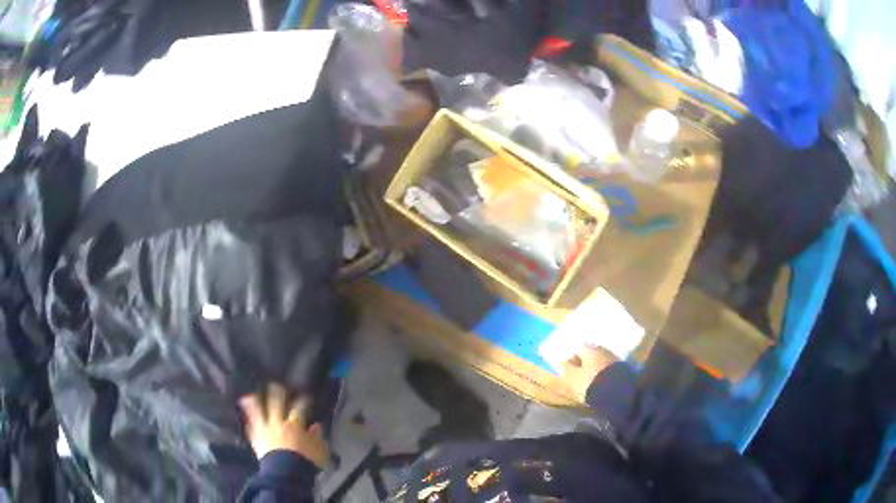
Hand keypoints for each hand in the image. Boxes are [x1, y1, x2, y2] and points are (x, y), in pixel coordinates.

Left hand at [239, 384, 329, 467]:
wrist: (285, 472)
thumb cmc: (305, 460)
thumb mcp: (318, 450)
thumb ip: (317, 437)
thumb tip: (316, 426)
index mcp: (294, 425)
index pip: (299, 409)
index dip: (302, 402)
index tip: (305, 397)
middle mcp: (277, 423)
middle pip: (276, 404)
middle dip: (277, 393)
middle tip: (275, 384)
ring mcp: (265, 430)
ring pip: (258, 413)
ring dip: (255, 403)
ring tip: (250, 395)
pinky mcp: (256, 439)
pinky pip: (251, 428)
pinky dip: (248, 421)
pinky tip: (245, 417)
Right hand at [559, 345, 619, 400]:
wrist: (618, 393)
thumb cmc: (589, 382)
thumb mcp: (572, 378)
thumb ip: (566, 369)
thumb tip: (562, 362)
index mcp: (590, 349)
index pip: (578, 347)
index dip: (572, 357)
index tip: (568, 366)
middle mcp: (603, 349)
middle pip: (591, 353)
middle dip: (585, 361)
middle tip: (579, 372)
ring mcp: (614, 358)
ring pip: (601, 360)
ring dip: (595, 368)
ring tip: (590, 379)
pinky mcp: (623, 369)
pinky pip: (609, 369)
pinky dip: (604, 373)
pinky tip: (601, 382)